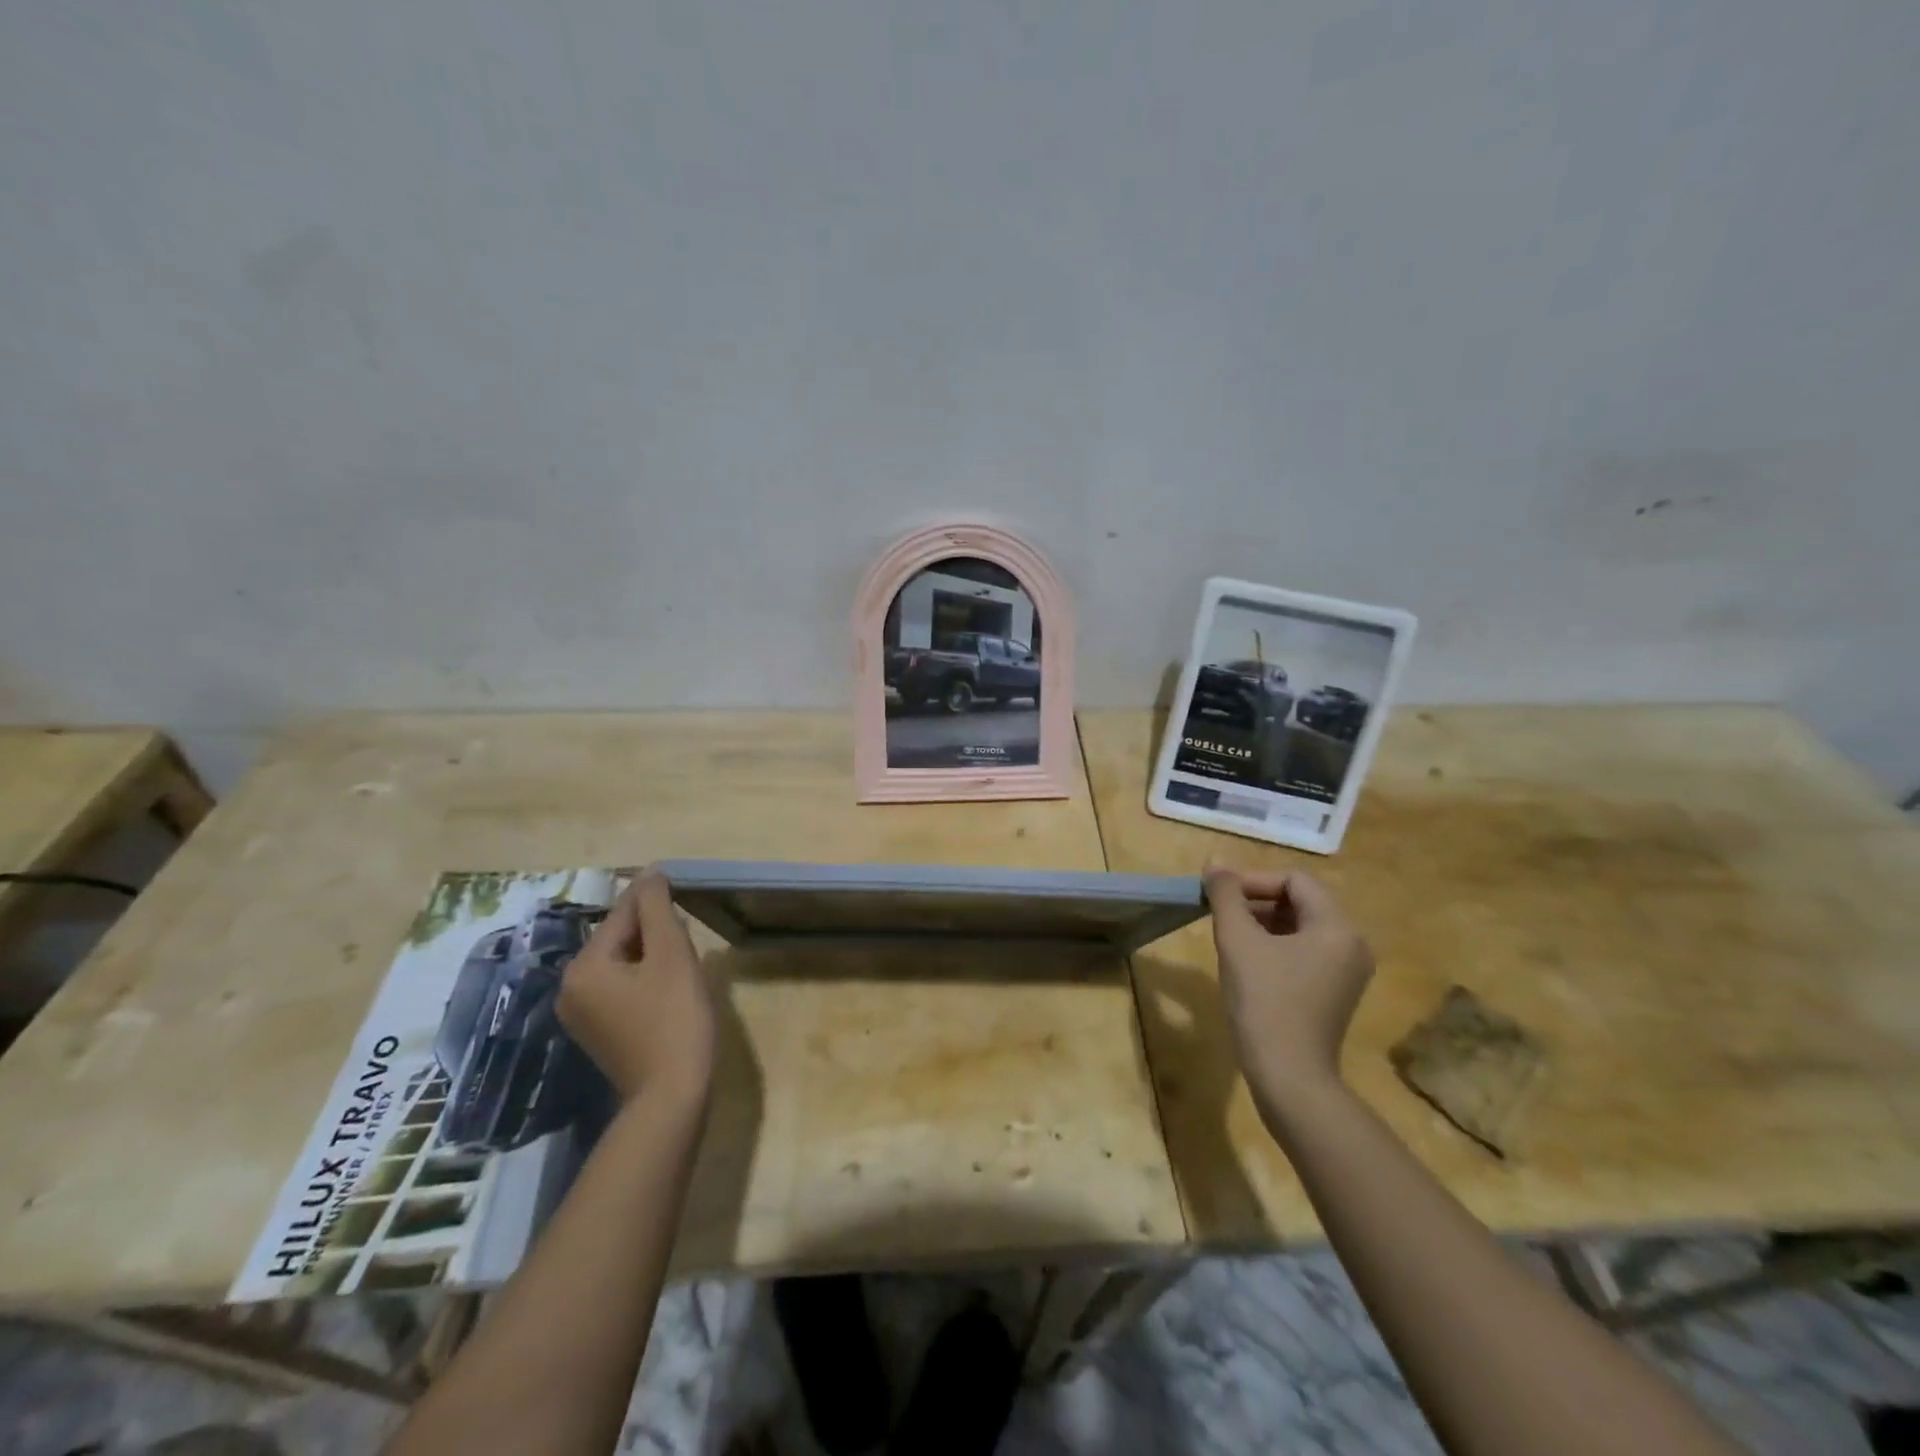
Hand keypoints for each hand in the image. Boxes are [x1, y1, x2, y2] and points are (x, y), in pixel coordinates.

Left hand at [559, 869, 716, 1106]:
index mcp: (584, 966)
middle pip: (619, 938)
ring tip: (684, 962)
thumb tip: (649, 873)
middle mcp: (571, 987)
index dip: (655, 899)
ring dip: (652, 954)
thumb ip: (657, 908)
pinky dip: (645, 979)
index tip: (682, 887)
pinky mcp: (597, 1032)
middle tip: (689, 938)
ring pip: (621, 963)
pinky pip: (620, 988)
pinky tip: (670, 988)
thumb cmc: (676, 1019)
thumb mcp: (671, 955)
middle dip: (654, 931)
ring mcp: (580, 1014)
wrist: (672, 1096)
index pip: (623, 914)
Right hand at [1204, 865, 1373, 1109]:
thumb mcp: (1238, 941)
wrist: (1289, 1078)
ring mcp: (1346, 972)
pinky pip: (1304, 953)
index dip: (1254, 880)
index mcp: (1337, 928)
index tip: (1220, 895)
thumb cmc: (1265, 1002)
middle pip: (1300, 902)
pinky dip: (1275, 947)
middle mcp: (1351, 945)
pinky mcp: (1335, 994)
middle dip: (1257, 901)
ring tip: (1229, 936)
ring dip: (1263, 923)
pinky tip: (1247, 963)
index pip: (1295, 881)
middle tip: (1220, 913)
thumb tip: (1215, 863)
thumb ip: (1226, 895)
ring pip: (1300, 927)